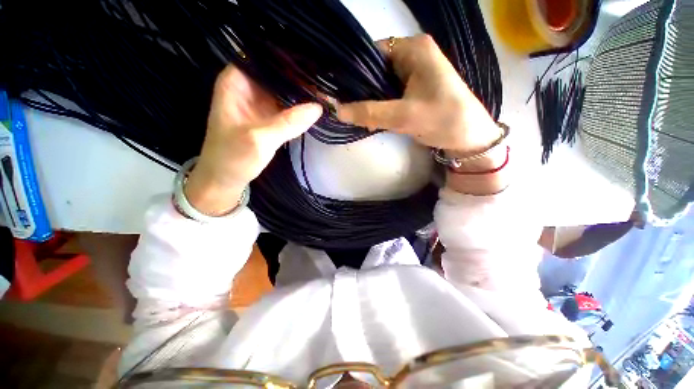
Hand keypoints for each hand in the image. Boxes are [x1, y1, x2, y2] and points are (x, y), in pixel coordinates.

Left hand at [185, 66, 322, 214]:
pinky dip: (301, 106)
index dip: (289, 57)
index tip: (314, 61)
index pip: (265, 58)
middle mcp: (249, 86)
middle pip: (278, 73)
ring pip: (285, 89)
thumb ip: (288, 123)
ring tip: (326, 88)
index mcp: (237, 81)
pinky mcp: (269, 117)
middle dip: (301, 75)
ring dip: (303, 91)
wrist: (225, 179)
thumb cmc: (233, 157)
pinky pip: (288, 106)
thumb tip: (318, 107)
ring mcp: (260, 102)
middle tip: (326, 77)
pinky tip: (316, 104)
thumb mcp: (259, 139)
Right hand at [337, 34, 499, 155]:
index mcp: (413, 49)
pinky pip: (388, 94)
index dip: (354, 72)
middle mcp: (412, 55)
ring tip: (358, 117)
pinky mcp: (413, 89)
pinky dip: (379, 106)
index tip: (340, 93)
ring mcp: (413, 73)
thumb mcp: (404, 116)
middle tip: (348, 110)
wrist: (468, 137)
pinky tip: (371, 119)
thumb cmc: (443, 119)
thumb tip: (338, 111)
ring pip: (380, 84)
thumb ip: (370, 112)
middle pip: (375, 69)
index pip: (372, 53)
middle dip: (362, 91)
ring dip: (370, 101)